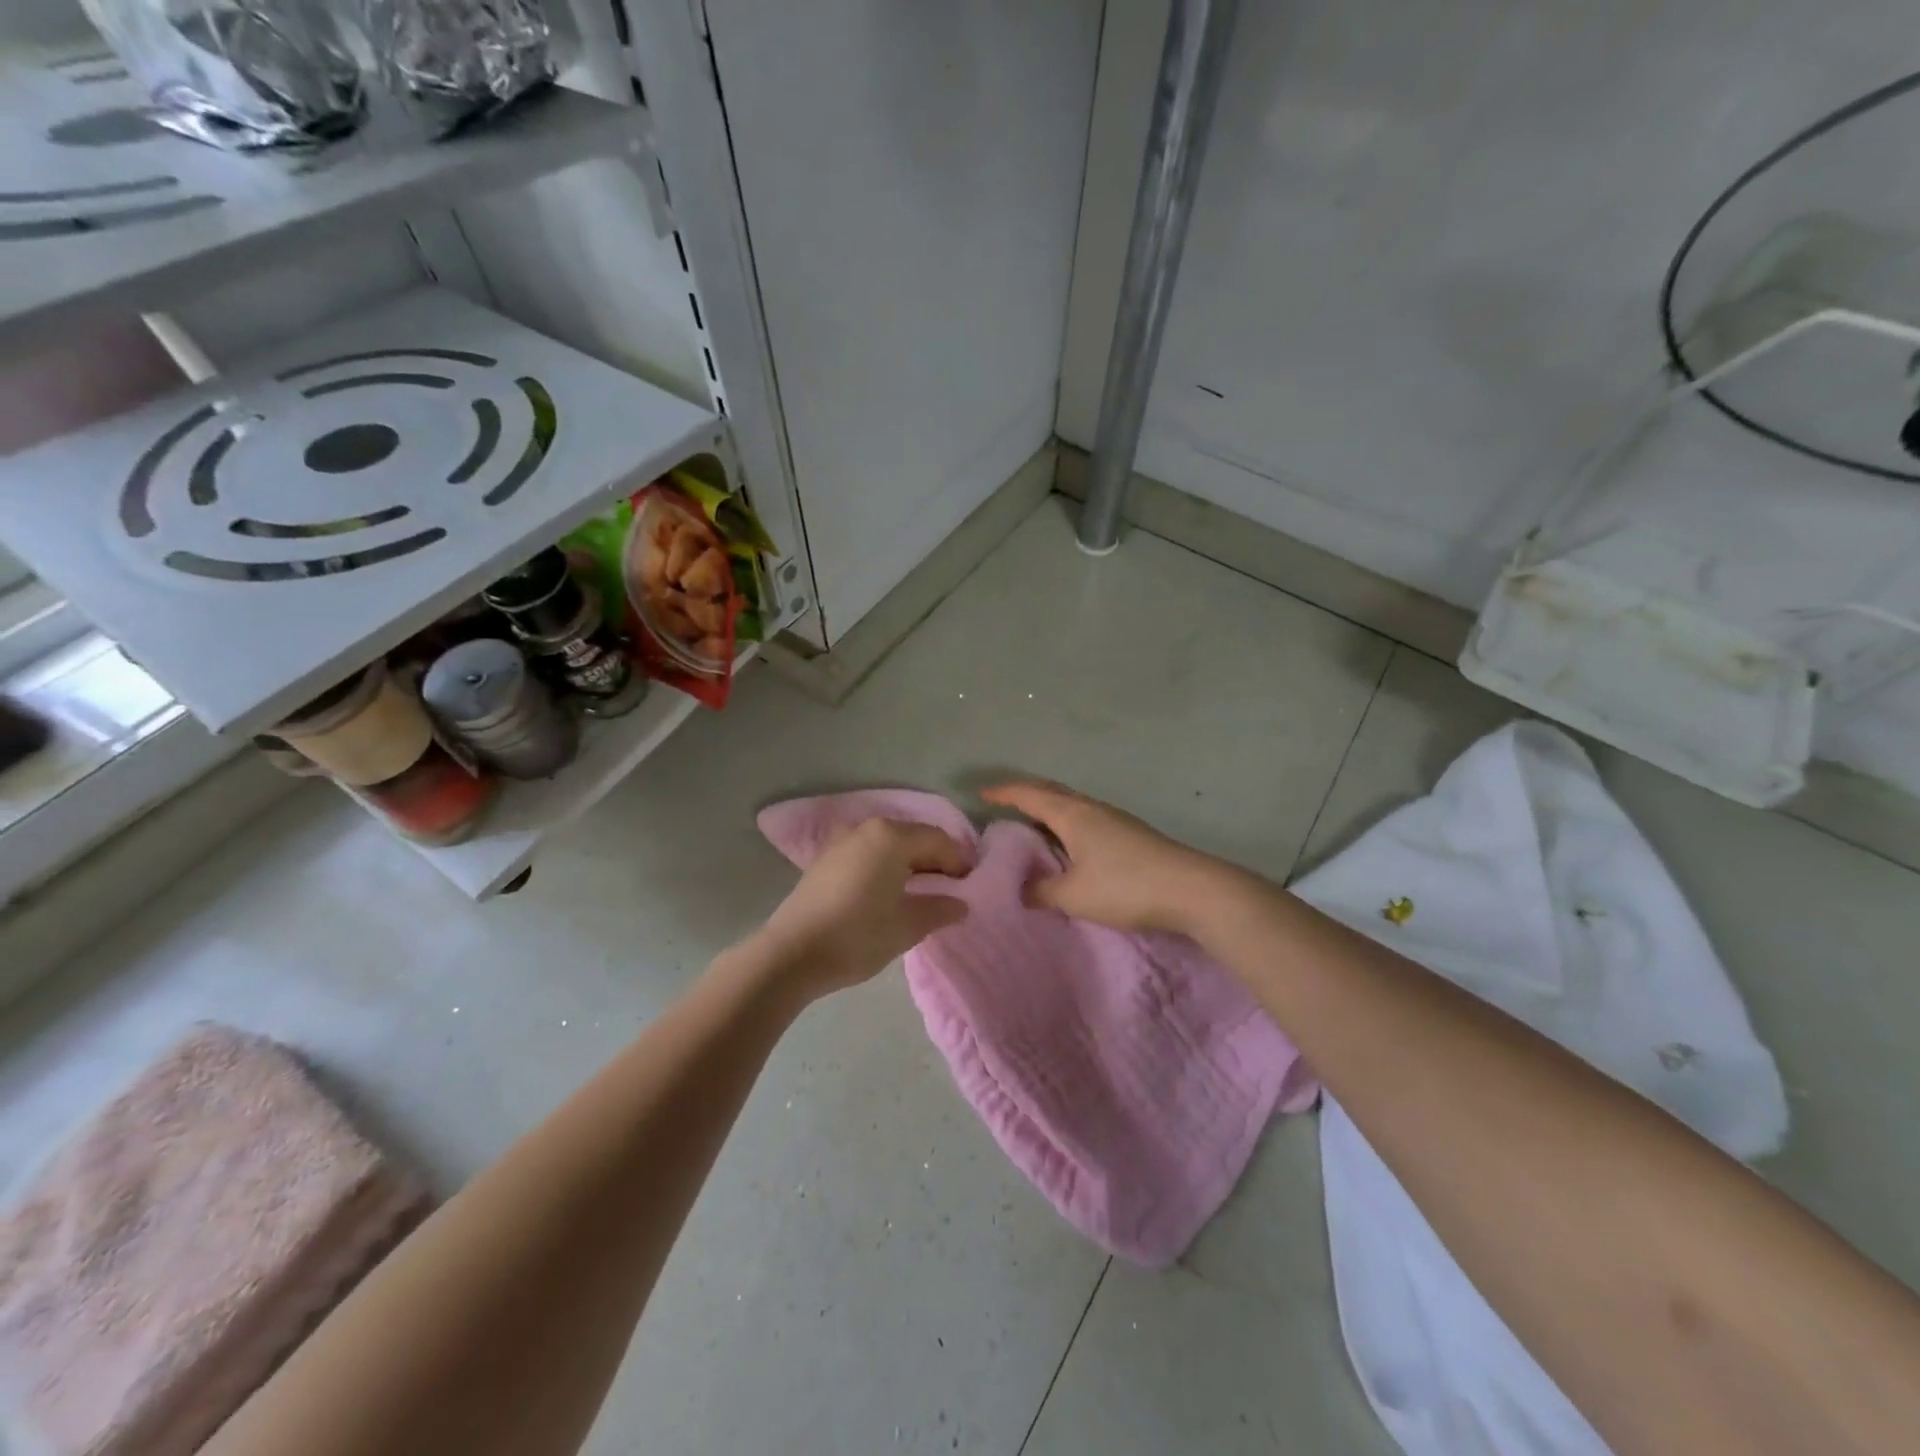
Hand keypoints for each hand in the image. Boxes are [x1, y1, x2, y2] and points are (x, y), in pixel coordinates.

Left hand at [752, 819, 971, 999]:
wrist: (791, 954)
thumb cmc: (857, 935)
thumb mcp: (907, 925)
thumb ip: (939, 909)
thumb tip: (960, 904)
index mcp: (891, 836)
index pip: (938, 840)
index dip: (958, 861)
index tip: (970, 885)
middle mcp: (866, 828)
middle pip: (912, 837)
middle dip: (935, 860)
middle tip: (950, 889)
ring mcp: (841, 841)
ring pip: (888, 845)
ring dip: (909, 863)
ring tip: (921, 892)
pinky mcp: (825, 859)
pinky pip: (867, 854)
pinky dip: (885, 866)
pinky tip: (889, 892)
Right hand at [982, 781, 1226, 934]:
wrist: (1192, 889)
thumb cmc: (1125, 886)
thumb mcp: (1074, 895)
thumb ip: (1042, 891)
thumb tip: (1021, 890)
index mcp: (1072, 815)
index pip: (1029, 794)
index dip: (1004, 792)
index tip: (982, 793)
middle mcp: (1092, 808)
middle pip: (1052, 792)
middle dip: (1025, 794)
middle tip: (1004, 803)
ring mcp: (1115, 819)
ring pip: (1072, 806)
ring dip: (1049, 810)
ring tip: (1033, 826)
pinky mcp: (1130, 834)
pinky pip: (1087, 819)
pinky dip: (1067, 824)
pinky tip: (1070, 845)